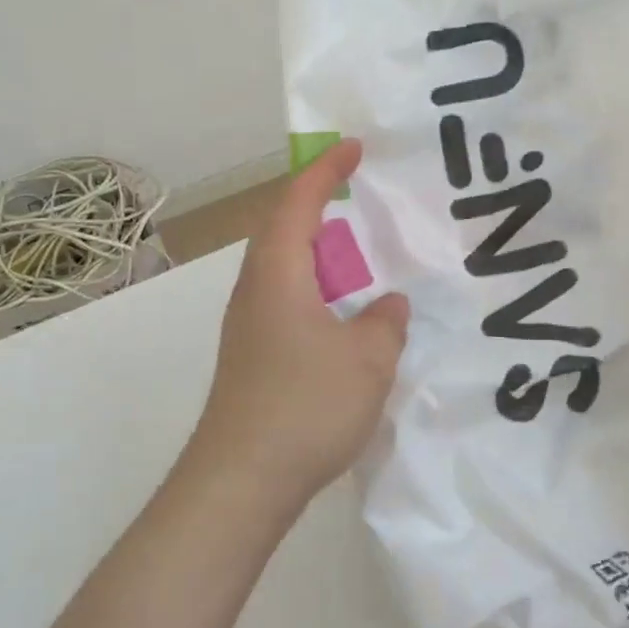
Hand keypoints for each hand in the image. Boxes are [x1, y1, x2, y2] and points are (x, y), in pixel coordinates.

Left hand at [188, 138, 409, 508]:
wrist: (241, 479)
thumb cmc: (305, 405)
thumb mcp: (367, 359)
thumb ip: (385, 321)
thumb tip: (386, 304)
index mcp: (278, 274)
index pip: (299, 203)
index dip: (326, 171)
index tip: (353, 148)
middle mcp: (255, 290)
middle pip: (282, 230)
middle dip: (318, 206)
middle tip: (357, 198)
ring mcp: (248, 325)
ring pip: (283, 269)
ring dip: (317, 253)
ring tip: (356, 256)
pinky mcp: (252, 356)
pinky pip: (286, 300)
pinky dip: (315, 290)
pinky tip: (342, 316)